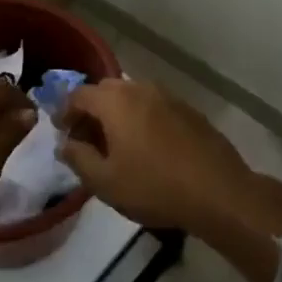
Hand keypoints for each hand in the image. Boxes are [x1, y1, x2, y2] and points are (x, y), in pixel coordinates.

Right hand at [57, 79, 263, 231]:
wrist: (218, 192)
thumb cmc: (154, 187)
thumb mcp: (104, 182)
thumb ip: (78, 158)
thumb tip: (66, 144)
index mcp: (115, 101)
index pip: (78, 94)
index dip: (65, 112)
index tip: (63, 133)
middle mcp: (141, 89)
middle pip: (106, 90)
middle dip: (91, 110)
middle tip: (87, 139)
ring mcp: (169, 97)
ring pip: (133, 96)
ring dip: (118, 113)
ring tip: (117, 145)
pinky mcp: (189, 111)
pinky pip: (155, 106)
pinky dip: (142, 119)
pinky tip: (148, 147)